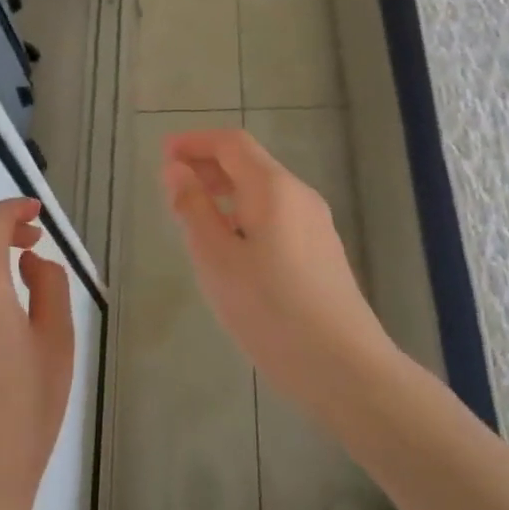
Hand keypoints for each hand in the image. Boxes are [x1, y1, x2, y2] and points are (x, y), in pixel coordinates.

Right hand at [161, 129, 393, 414]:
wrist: (344, 367)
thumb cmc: (271, 310)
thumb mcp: (217, 259)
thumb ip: (193, 209)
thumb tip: (176, 170)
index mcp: (273, 188)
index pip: (232, 143)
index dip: (195, 142)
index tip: (164, 154)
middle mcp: (299, 195)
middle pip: (250, 163)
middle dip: (209, 165)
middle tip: (173, 185)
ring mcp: (316, 223)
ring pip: (264, 191)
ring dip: (226, 191)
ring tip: (195, 216)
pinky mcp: (322, 251)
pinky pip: (277, 214)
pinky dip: (246, 213)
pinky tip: (232, 246)